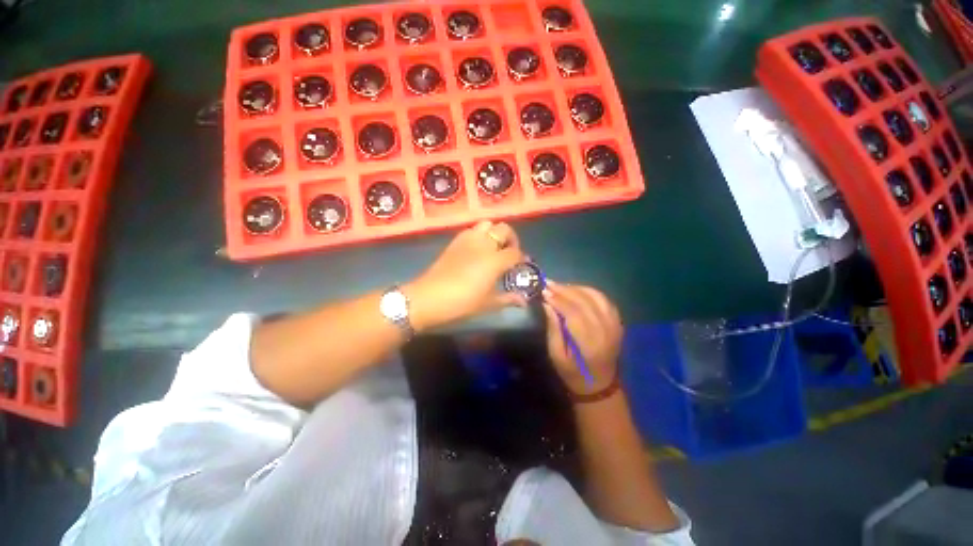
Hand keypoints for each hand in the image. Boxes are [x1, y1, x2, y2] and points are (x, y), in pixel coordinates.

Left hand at [407, 221, 525, 329]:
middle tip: (510, 253)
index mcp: (495, 260)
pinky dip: (480, 234)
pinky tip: (477, 249)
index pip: (515, 252)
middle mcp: (484, 244)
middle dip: (511, 239)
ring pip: (487, 224)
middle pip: (504, 229)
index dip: (521, 258)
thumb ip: (508, 299)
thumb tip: (523, 301)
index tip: (521, 265)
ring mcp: (468, 240)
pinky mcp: (455, 241)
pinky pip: (472, 230)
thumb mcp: (488, 303)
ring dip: (495, 233)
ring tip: (494, 248)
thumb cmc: (462, 303)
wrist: (429, 298)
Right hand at [542, 283, 622, 393]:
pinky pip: (603, 299)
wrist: (599, 384)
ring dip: (576, 288)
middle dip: (565, 290)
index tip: (544, 291)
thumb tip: (546, 304)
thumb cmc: (573, 373)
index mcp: (590, 343)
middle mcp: (606, 330)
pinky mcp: (617, 321)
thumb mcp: (556, 355)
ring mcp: (615, 324)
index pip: (574, 313)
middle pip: (585, 302)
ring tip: (559, 286)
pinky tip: (575, 290)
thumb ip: (553, 329)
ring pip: (595, 296)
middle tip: (548, 283)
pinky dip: (588, 291)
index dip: (559, 300)